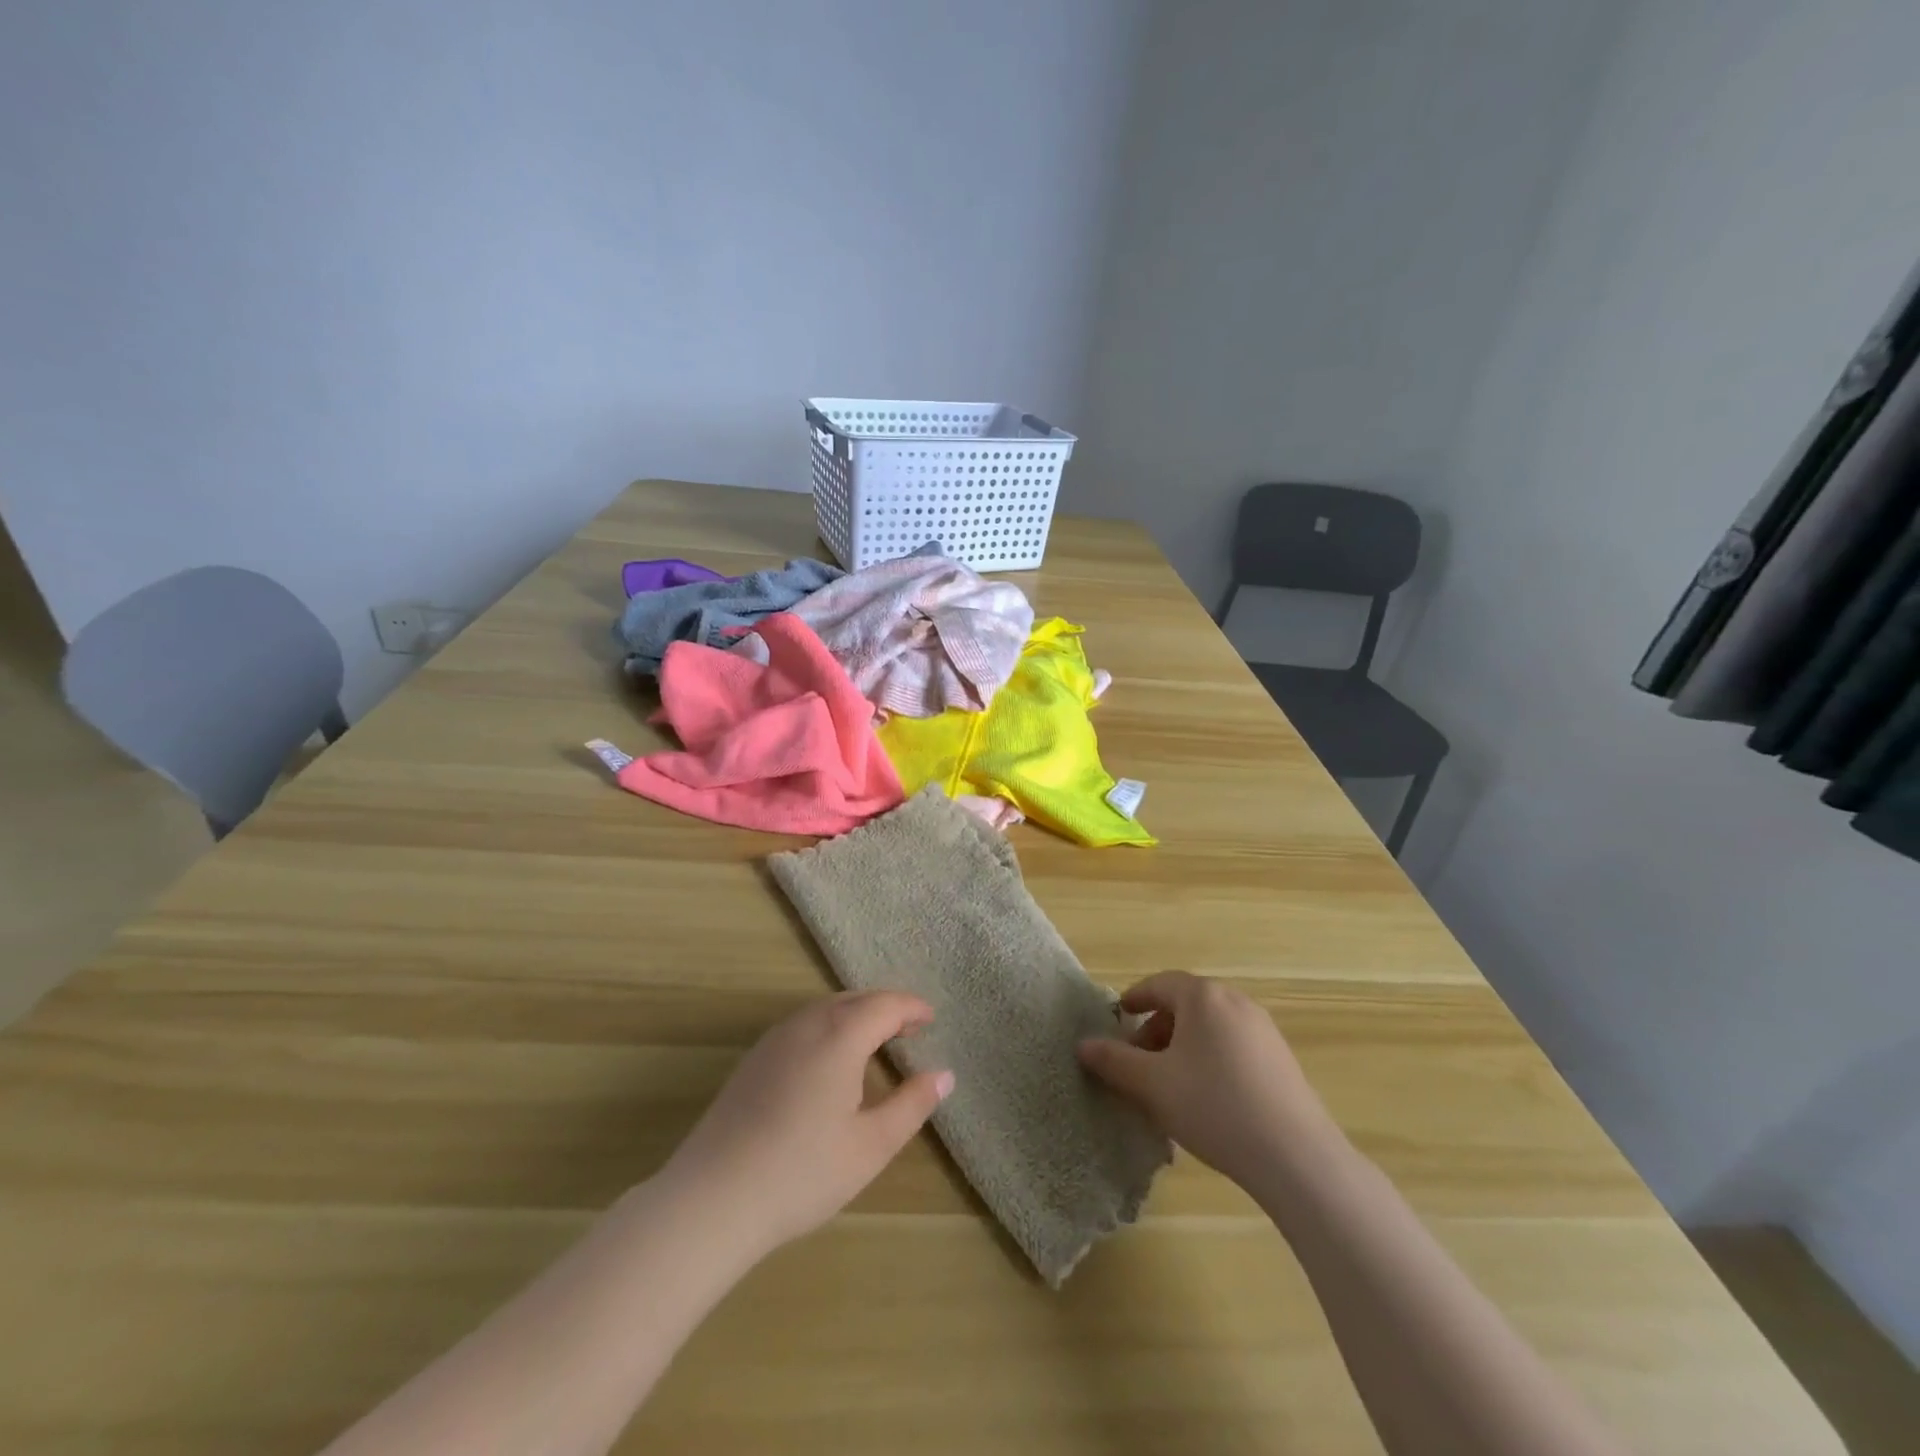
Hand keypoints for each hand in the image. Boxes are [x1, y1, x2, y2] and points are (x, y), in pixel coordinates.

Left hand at [658, 991, 953, 1259]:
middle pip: (855, 999)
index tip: (931, 1018)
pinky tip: (831, 1057)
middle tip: (911, 1026)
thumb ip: (912, 1104)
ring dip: (856, 1013)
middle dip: (886, 1006)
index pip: (885, 1005)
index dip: (912, 1008)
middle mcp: (807, 1023)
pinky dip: (830, 1025)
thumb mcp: (871, 1145)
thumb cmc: (803, 1171)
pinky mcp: (754, 1058)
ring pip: (826, 1008)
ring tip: (877, 1038)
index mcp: (840, 1035)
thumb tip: (944, 1074)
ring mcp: (775, 1038)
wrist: (713, 1197)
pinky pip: (803, 1023)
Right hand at [1077, 971, 1336, 1189]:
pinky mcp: (1281, 1059)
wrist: (1295, 1157)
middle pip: (1185, 1005)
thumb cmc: (1213, 1106)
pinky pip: (1233, 1046)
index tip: (1117, 1019)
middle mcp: (1235, 1002)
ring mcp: (1264, 1030)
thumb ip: (1113, 1061)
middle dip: (1156, 1029)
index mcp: (1203, 997)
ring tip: (1168, 1084)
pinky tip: (1205, 1099)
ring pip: (1209, 1027)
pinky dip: (1209, 1059)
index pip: (1159, 984)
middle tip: (1138, 1062)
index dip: (1134, 1000)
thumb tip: (1082, 1045)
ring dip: (1182, 1046)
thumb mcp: (1151, 1084)